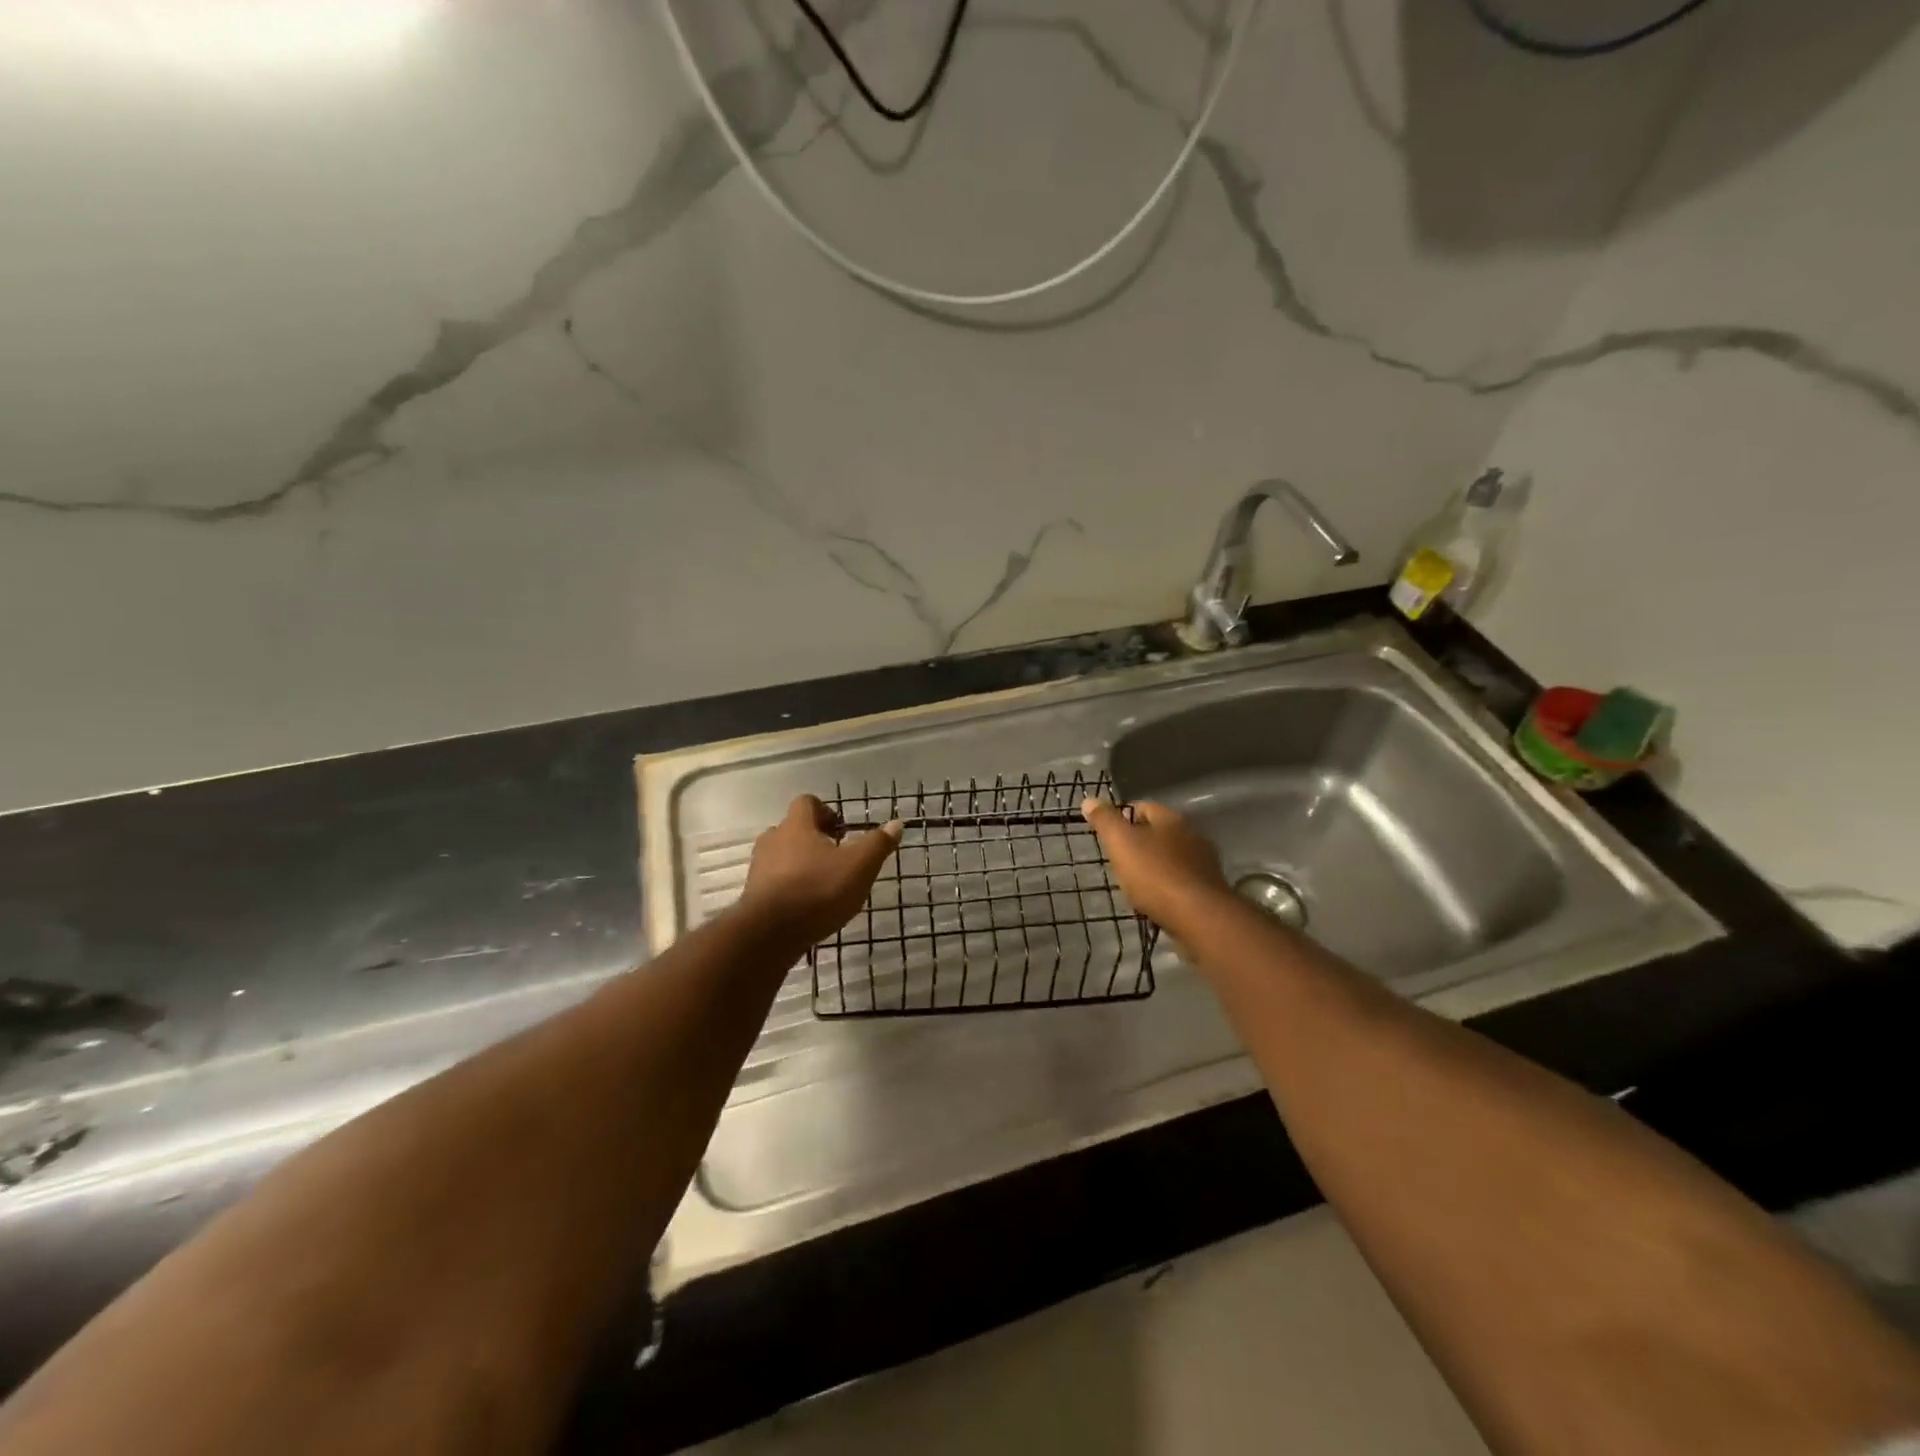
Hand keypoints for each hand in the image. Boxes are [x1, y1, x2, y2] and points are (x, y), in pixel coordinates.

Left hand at [738, 795, 902, 945]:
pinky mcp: (753, 896)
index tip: (841, 830)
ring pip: (781, 857)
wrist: (770, 933)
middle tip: (835, 858)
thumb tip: (897, 824)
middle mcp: (773, 840)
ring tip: (822, 884)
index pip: (807, 803)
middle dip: (813, 841)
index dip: (825, 811)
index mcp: (797, 826)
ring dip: (800, 865)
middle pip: (792, 830)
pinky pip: (774, 883)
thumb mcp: (859, 866)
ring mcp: (759, 869)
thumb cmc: (818, 889)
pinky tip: (807, 907)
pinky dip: (789, 889)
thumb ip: (878, 843)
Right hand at [1080, 798, 1230, 930]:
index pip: (1143, 807)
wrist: (1199, 916)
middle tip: (1118, 859)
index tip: (1107, 834)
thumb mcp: (1121, 843)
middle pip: (1159, 832)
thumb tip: (1089, 800)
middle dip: (1139, 843)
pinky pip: (1181, 880)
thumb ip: (1105, 821)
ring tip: (1134, 882)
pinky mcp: (1209, 889)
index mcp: (1171, 818)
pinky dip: (1167, 885)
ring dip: (1154, 865)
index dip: (1122, 817)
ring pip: (1171, 857)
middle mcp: (1192, 834)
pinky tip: (1156, 899)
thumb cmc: (1155, 874)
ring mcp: (1204, 862)